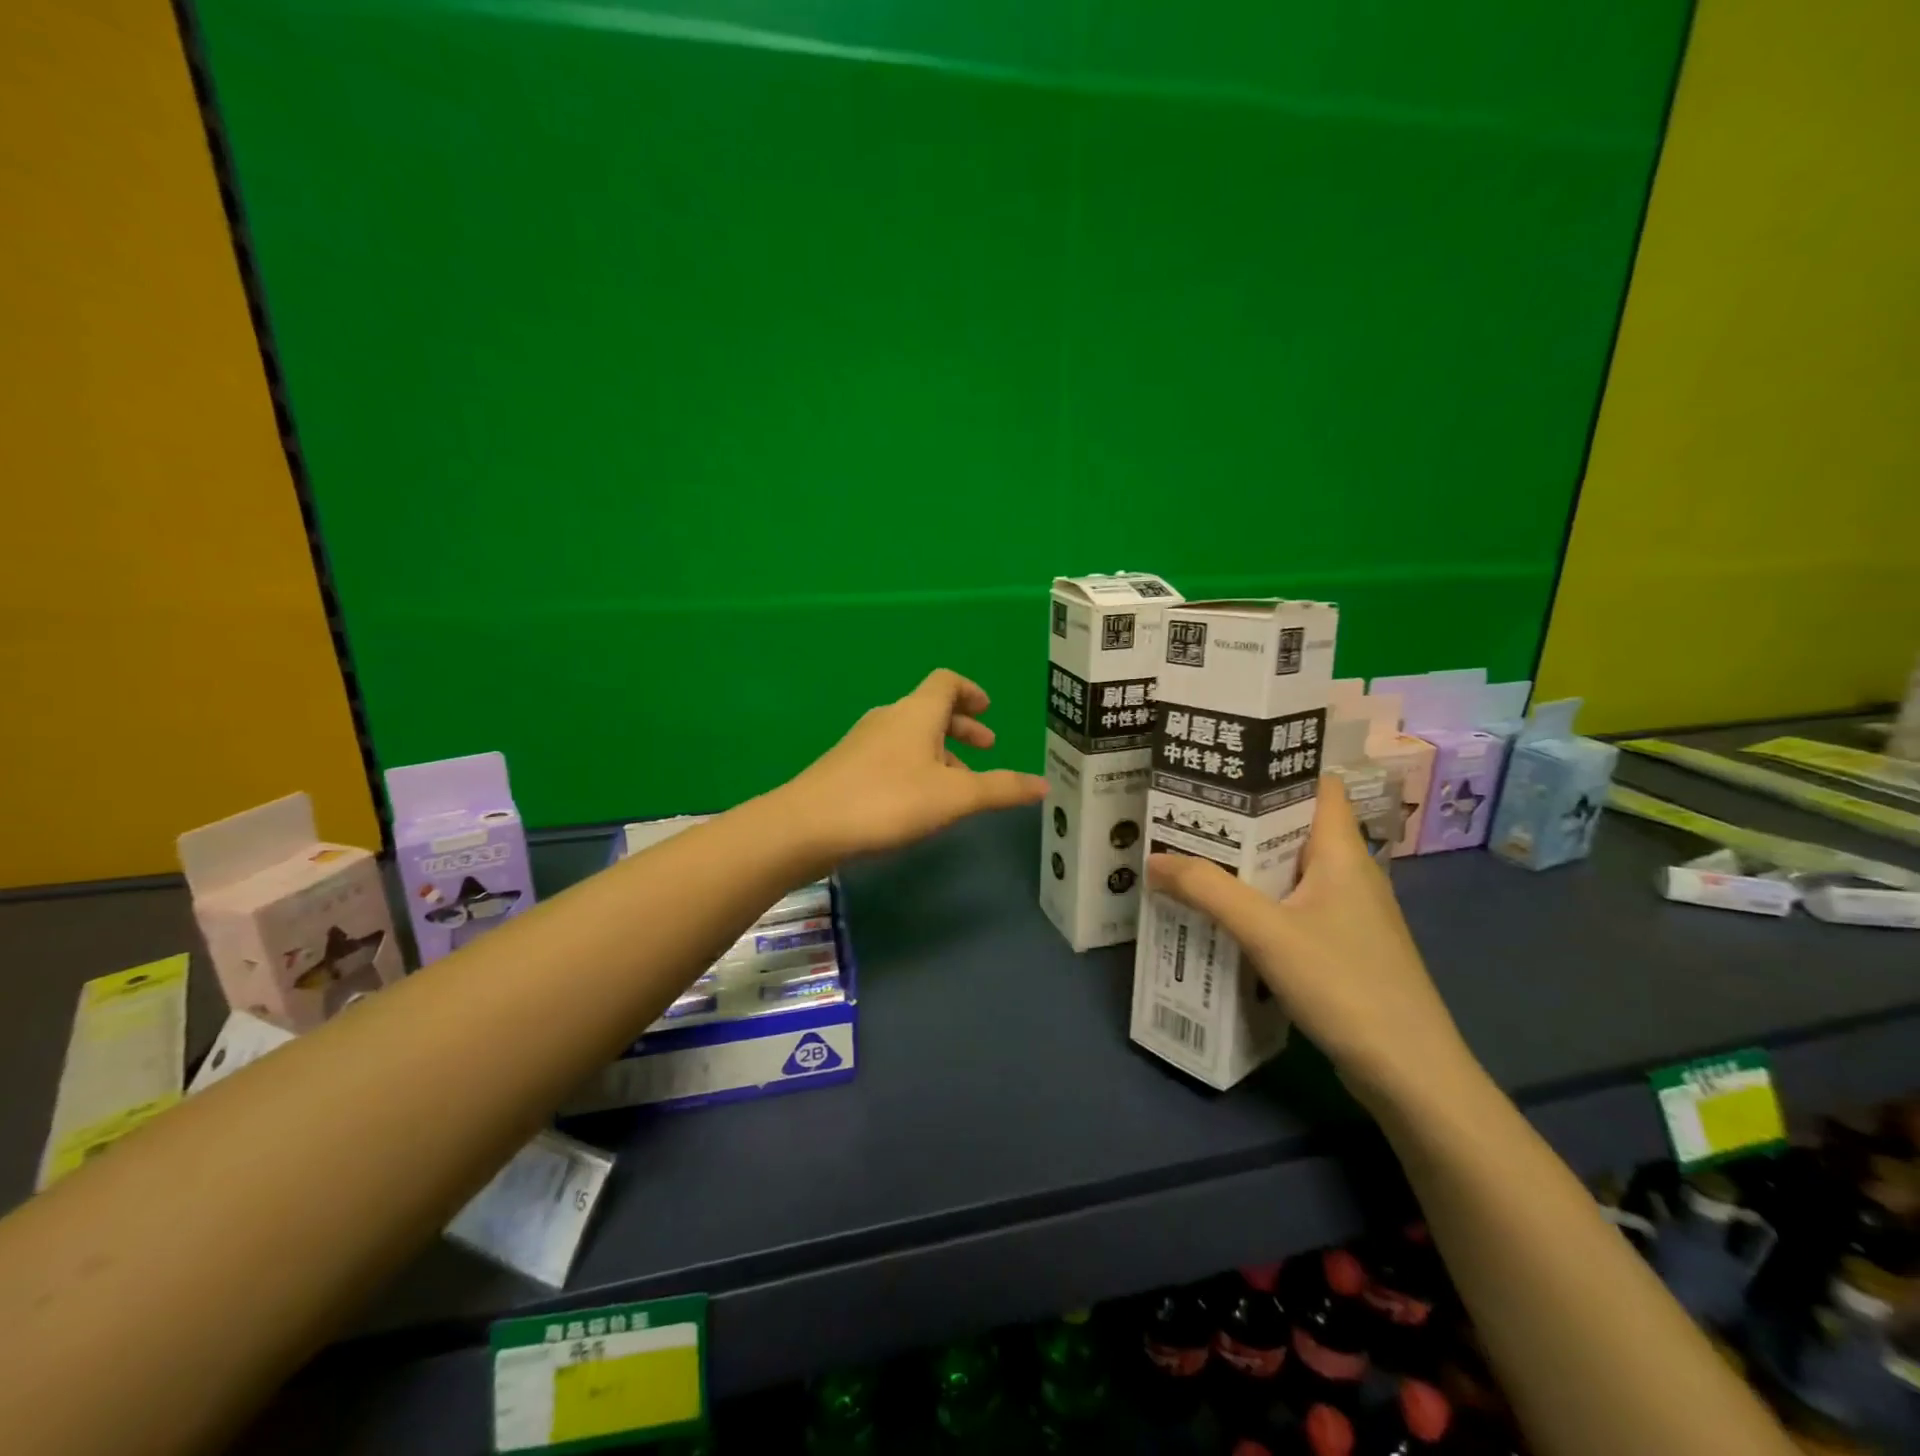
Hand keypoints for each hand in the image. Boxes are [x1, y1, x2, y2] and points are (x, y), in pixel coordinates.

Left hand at [785, 670, 1047, 862]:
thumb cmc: (888, 800)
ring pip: (911, 737)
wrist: (807, 825)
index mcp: (917, 712)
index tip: (989, 710)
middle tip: (986, 749)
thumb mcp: (954, 797)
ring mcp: (863, 742)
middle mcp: (889, 718)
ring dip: (940, 753)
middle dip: (961, 727)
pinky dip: (916, 768)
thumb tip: (1044, 784)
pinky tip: (919, 803)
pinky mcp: (846, 767)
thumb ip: (1000, 789)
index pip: (947, 682)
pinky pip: (892, 756)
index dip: (971, 691)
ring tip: (959, 786)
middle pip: (930, 710)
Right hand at [1145, 776, 1474, 1110]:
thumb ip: (1207, 890)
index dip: (1275, 768)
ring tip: (1190, 854)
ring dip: (1244, 863)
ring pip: (1287, 869)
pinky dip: (1256, 901)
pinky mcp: (1340, 945)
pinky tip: (1221, 912)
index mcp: (1342, 852)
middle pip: (1292, 826)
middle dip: (1240, 818)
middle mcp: (1348, 872)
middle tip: (1185, 811)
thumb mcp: (1266, 931)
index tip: (1224, 764)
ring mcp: (1346, 912)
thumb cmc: (1345, 984)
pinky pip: (1290, 905)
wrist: (1409, 1073)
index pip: (1316, 785)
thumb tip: (1152, 858)